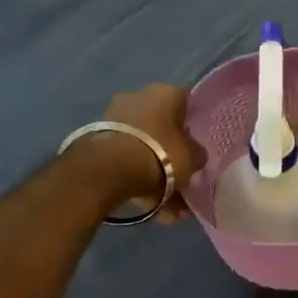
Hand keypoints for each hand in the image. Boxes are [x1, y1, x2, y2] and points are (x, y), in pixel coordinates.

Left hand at [89, 84, 206, 219]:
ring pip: (144, 145)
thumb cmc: (159, 154)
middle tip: (183, 176)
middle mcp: (138, 96)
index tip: (200, 143)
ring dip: (156, 170)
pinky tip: (151, 205)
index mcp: (165, 92)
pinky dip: (137, 177)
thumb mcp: (192, 157)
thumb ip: (197, 153)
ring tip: (169, 204)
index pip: (188, 102)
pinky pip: (126, 159)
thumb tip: (195, 154)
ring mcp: (114, 116)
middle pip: (163, 126)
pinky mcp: (97, 139)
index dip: (196, 124)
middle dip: (172, 152)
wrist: (107, 170)